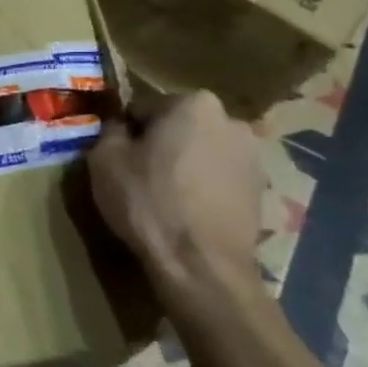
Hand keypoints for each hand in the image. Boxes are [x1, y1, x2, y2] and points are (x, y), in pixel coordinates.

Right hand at [87, 92, 262, 308]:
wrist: (201, 263)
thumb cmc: (148, 201)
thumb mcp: (104, 159)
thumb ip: (110, 130)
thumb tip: (120, 127)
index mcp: (194, 103)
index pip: (145, 107)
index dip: (127, 132)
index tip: (118, 156)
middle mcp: (232, 120)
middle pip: (179, 126)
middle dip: (161, 144)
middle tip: (139, 175)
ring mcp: (253, 156)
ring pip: (202, 152)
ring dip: (185, 164)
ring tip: (165, 197)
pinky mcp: (262, 190)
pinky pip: (220, 178)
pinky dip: (204, 187)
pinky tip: (188, 212)